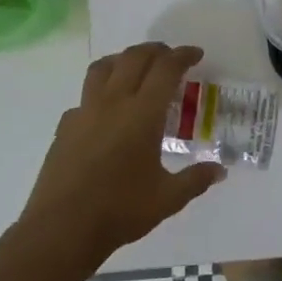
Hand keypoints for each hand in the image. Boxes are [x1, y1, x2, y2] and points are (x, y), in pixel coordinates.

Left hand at [19, 42, 225, 267]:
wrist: (61, 229)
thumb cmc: (120, 210)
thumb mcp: (169, 198)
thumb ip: (196, 179)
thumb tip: (220, 170)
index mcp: (142, 114)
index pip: (165, 69)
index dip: (183, 56)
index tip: (196, 54)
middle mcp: (112, 103)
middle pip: (133, 58)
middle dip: (156, 51)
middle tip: (171, 57)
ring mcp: (84, 113)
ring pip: (103, 68)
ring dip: (124, 59)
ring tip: (136, 68)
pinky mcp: (65, 127)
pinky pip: (85, 96)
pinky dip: (102, 91)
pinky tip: (108, 111)